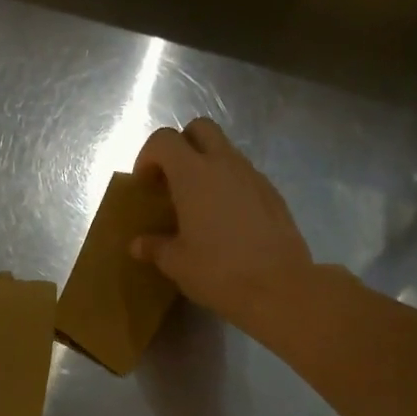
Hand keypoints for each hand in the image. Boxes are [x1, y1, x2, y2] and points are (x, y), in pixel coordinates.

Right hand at [131, 119, 312, 333]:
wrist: (279, 287)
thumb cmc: (218, 271)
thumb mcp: (176, 263)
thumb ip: (154, 247)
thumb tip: (138, 244)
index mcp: (193, 175)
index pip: (164, 140)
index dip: (148, 156)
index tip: (144, 184)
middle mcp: (224, 164)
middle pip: (200, 129)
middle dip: (181, 146)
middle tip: (171, 181)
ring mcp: (253, 176)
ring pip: (225, 151)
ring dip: (206, 166)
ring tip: (197, 205)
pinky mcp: (273, 193)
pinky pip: (244, 176)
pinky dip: (228, 185)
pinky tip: (225, 221)